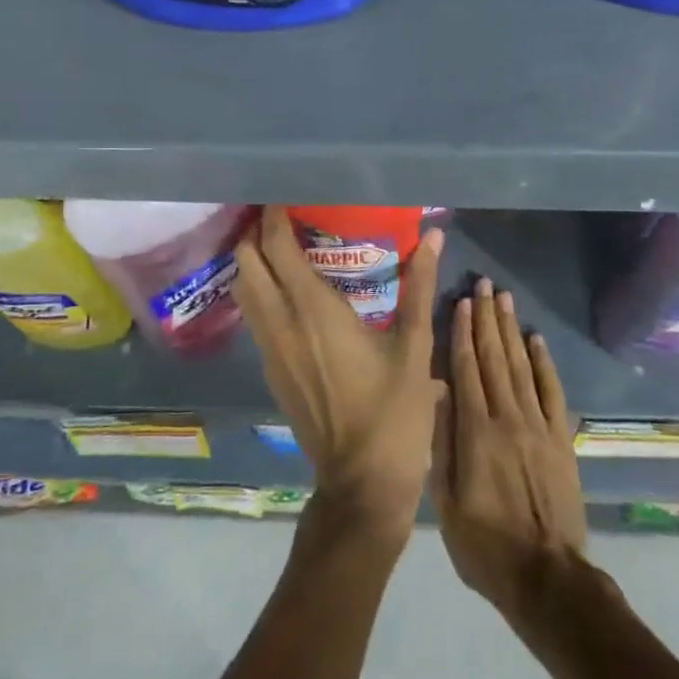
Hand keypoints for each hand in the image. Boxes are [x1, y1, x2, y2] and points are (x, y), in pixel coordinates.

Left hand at [235, 208, 444, 542]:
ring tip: (283, 246)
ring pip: (244, 291)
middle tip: (284, 217)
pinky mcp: (271, 371)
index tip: (286, 196)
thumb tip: (433, 236)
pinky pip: (254, 317)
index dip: (274, 216)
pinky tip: (289, 292)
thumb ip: (419, 285)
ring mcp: (270, 350)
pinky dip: (260, 291)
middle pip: (247, 263)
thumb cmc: (393, 413)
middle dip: (256, 234)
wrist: (361, 483)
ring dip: (254, 262)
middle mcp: (281, 323)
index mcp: (313, 310)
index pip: (276, 247)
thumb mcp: (414, 346)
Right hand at [433, 279, 586, 613]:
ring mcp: (538, 426)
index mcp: (475, 431)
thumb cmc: (485, 545)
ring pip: (521, 366)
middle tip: (484, 284)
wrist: (547, 579)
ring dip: (511, 330)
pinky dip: (545, 363)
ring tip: (505, 299)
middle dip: (487, 318)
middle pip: (494, 357)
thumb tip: (437, 393)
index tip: (461, 301)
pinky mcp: (562, 439)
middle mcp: (507, 417)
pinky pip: (553, 391)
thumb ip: (442, 444)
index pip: (466, 368)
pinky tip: (536, 339)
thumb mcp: (446, 504)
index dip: (462, 332)